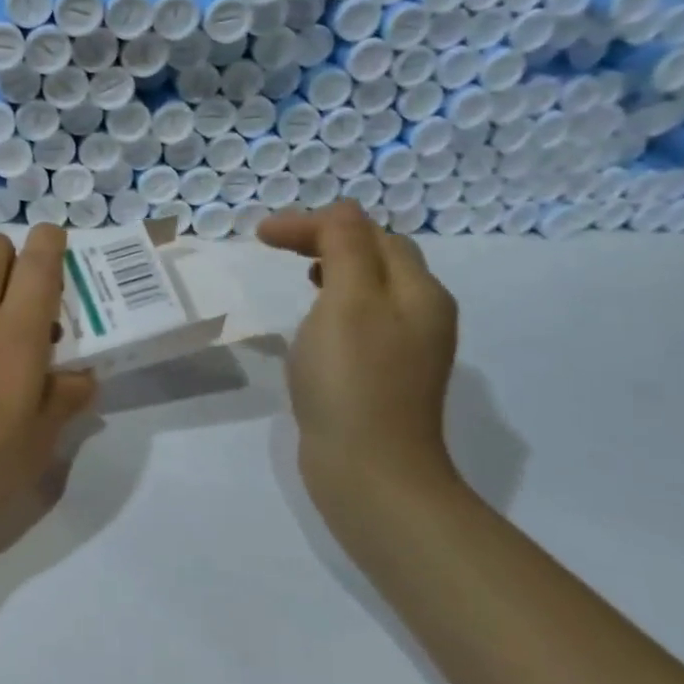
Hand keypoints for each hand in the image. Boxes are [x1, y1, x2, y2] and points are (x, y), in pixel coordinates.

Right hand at [257, 202, 459, 518]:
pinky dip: (334, 304)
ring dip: (333, 269)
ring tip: (300, 274)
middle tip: (277, 245)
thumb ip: (345, 246)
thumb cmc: (353, 379)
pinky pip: (361, 321)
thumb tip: (342, 210)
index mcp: (418, 291)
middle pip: (377, 256)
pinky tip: (312, 324)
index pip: (369, 233)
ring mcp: (405, 349)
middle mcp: (421, 314)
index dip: (316, 224)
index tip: (262, 235)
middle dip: (328, 240)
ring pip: (370, 288)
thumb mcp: (347, 300)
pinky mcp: (384, 376)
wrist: (371, 472)